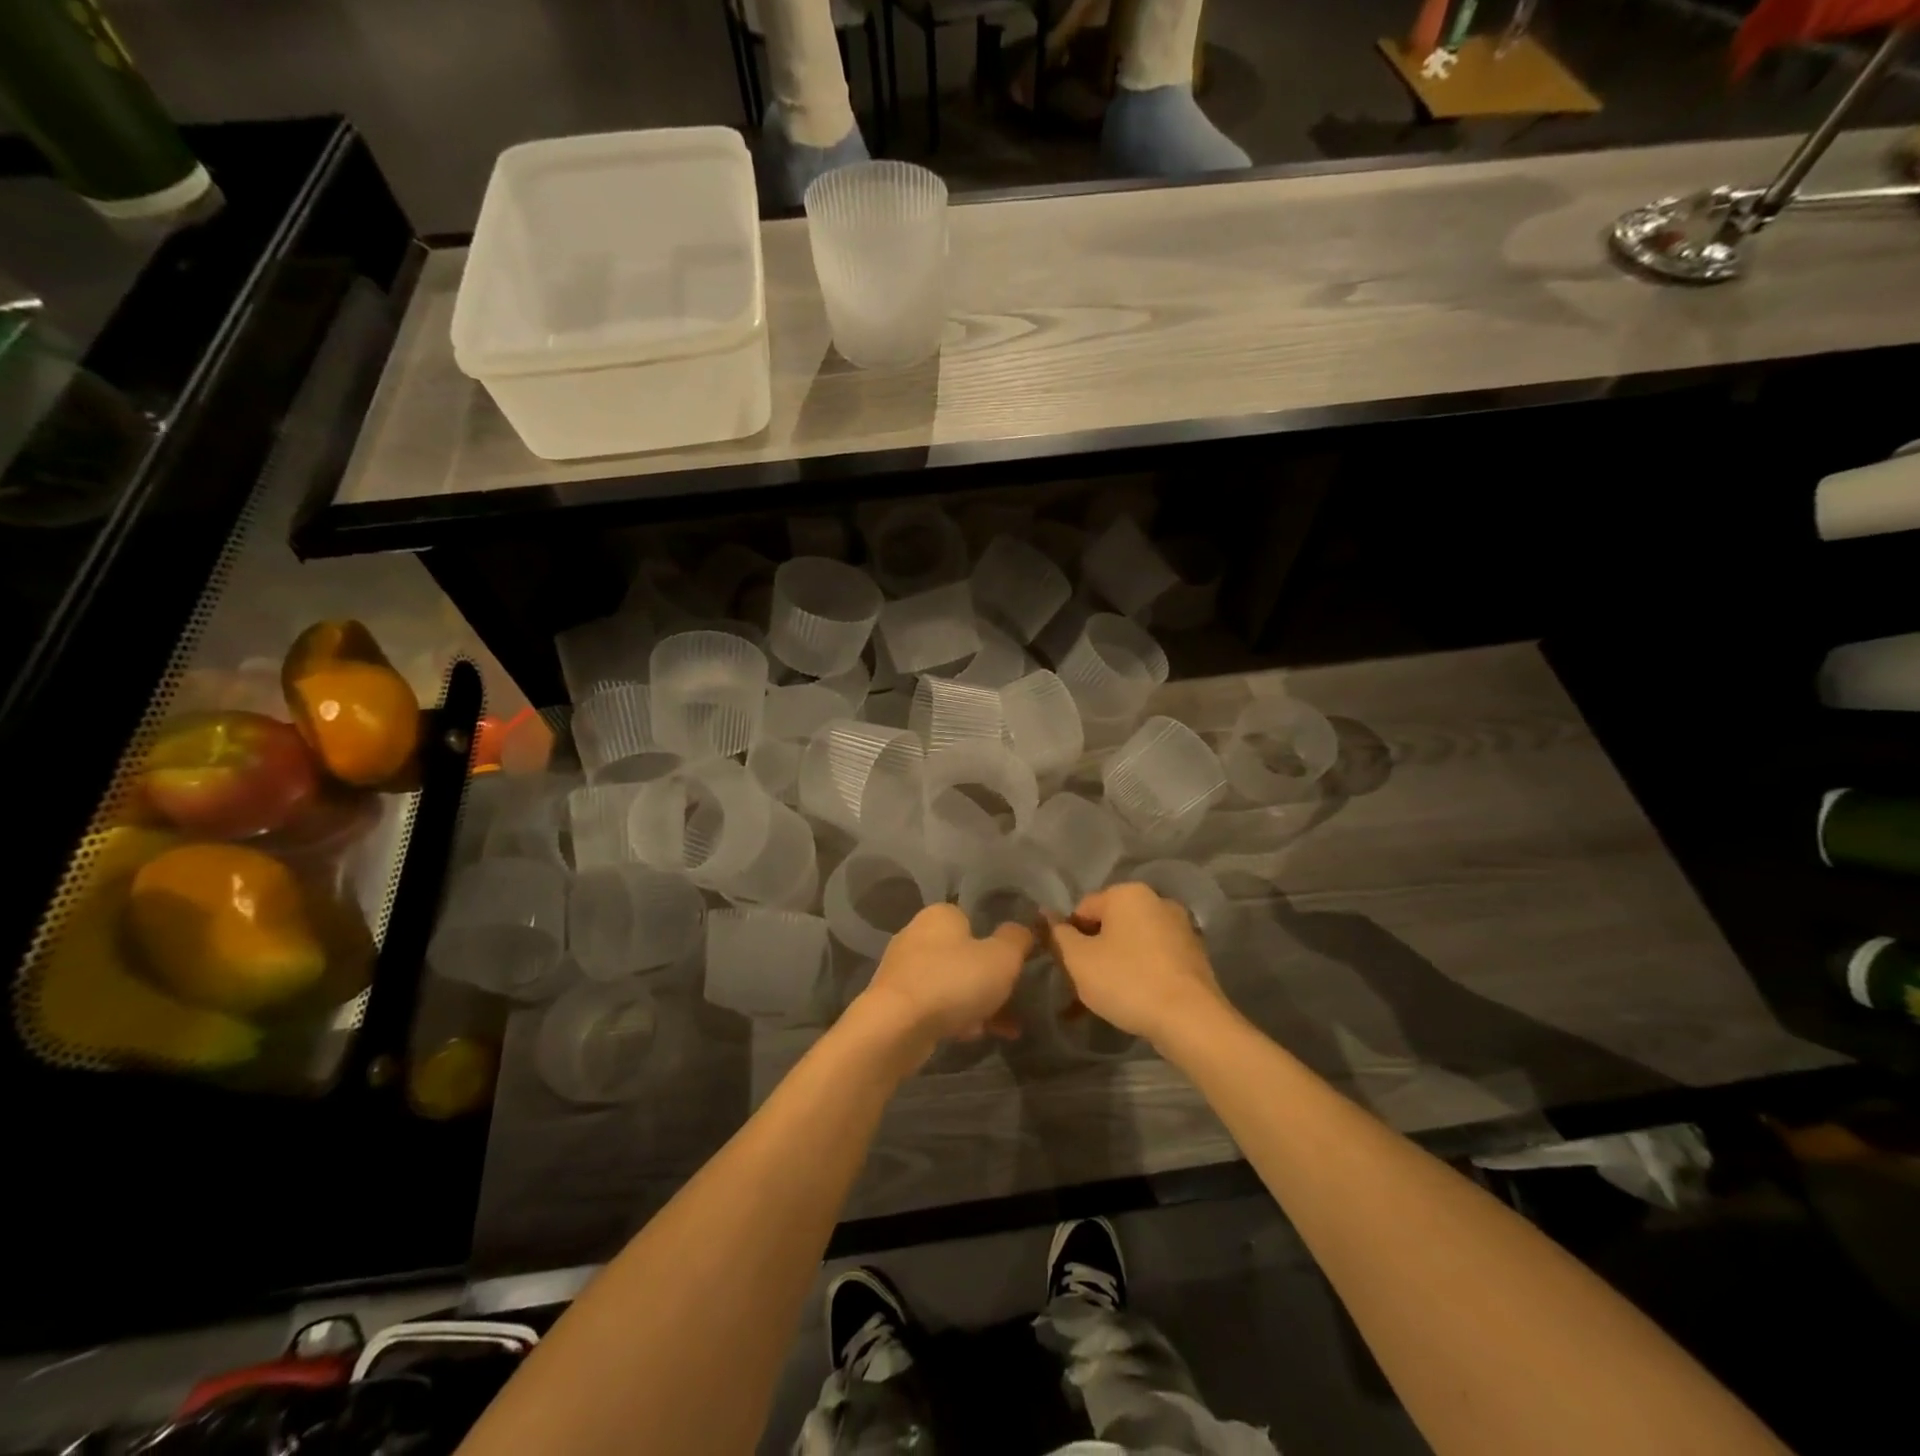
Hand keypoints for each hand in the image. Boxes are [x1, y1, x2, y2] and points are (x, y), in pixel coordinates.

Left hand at [854, 903, 1032, 1058]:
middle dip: (989, 979)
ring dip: (977, 1003)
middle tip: (1013, 998)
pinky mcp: (896, 1002)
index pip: (974, 919)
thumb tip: (1022, 930)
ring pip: (952, 983)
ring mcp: (904, 969)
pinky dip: (956, 1018)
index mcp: (940, 915)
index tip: (1015, 966)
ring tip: (1005, 1028)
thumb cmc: (953, 981)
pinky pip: (936, 1005)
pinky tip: (974, 1036)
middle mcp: (917, 935)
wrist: (896, 1027)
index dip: (998, 942)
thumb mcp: (1002, 957)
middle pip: (964, 954)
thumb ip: (1017, 939)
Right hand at [1048, 883, 1228, 1049]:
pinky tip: (1129, 1003)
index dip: (1067, 938)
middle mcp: (1157, 901)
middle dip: (1091, 953)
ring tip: (1101, 1002)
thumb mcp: (1079, 960)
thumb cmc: (1127, 981)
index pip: (1082, 909)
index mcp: (1128, 893)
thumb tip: (1045, 915)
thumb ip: (1058, 935)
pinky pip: (1153, 960)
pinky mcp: (1194, 956)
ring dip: (1112, 967)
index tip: (1064, 967)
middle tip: (1079, 986)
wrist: (1191, 1020)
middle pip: (1109, 925)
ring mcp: (1180, 929)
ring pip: (1131, 945)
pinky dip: (1137, 975)